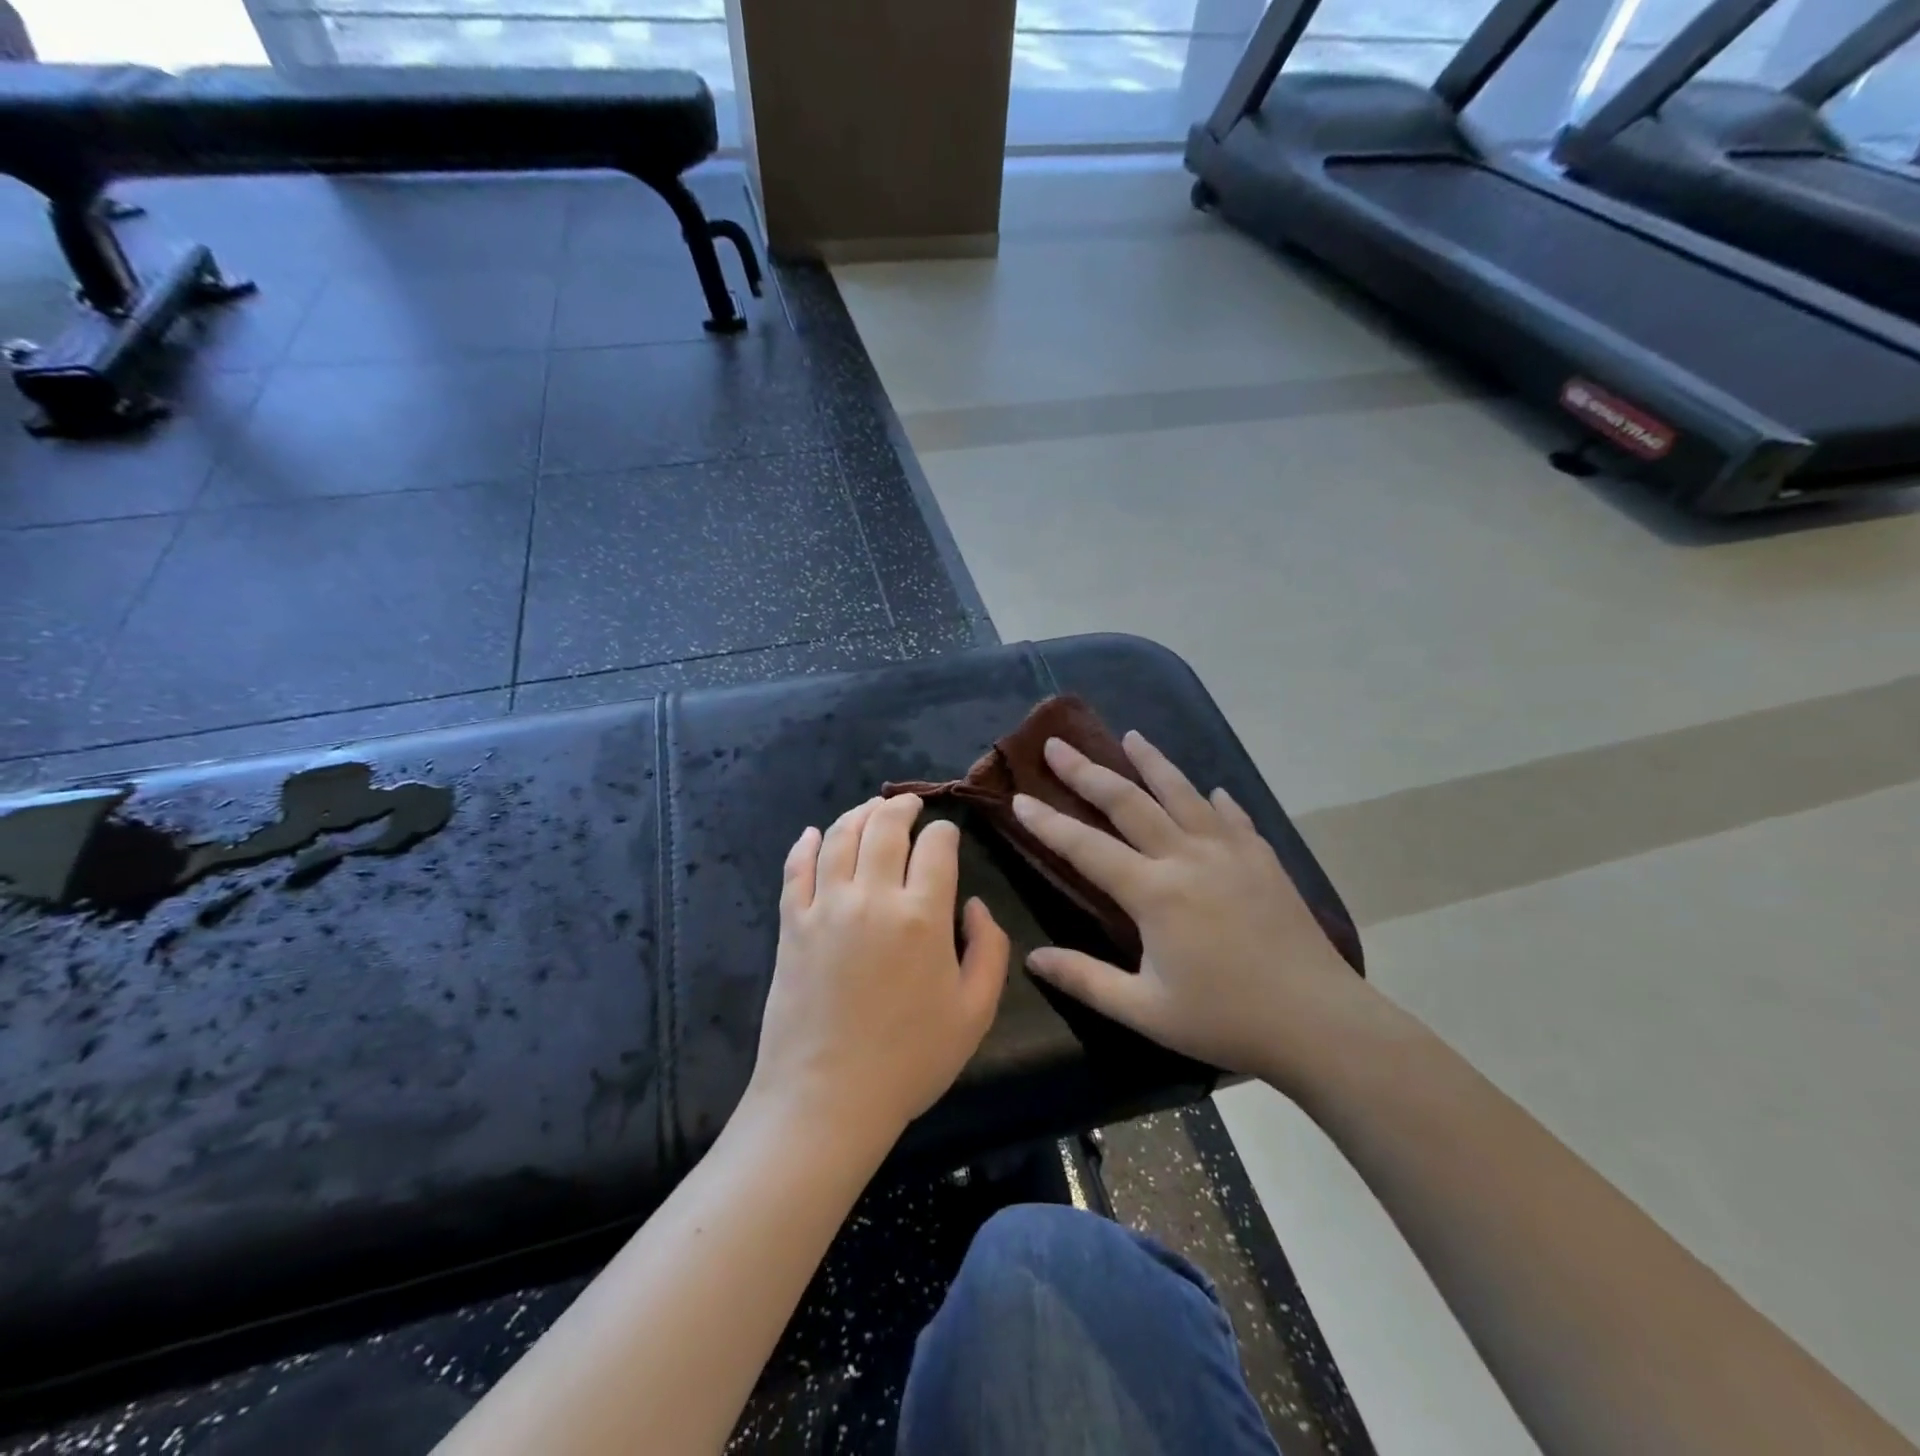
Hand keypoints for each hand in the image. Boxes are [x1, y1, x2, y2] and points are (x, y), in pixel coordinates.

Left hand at [748, 794, 1010, 1150]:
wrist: (827, 1099)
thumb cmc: (909, 1060)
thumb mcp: (975, 1012)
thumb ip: (989, 949)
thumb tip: (974, 905)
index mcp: (922, 916)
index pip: (936, 846)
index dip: (945, 832)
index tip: (948, 837)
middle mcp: (872, 897)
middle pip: (885, 827)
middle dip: (903, 807)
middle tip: (910, 805)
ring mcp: (825, 907)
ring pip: (841, 837)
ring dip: (859, 814)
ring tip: (871, 810)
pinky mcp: (791, 924)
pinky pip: (796, 869)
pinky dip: (807, 844)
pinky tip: (815, 834)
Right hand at [1014, 733, 1366, 1087]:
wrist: (1320, 1022)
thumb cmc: (1225, 1020)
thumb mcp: (1145, 1011)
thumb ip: (1086, 980)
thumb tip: (1033, 960)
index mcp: (1153, 893)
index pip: (1086, 847)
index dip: (1048, 822)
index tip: (1020, 798)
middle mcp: (1187, 857)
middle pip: (1128, 802)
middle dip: (1087, 772)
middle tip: (1057, 745)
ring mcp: (1230, 852)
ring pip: (1182, 793)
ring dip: (1151, 762)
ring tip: (1130, 737)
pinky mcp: (1263, 860)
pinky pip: (1233, 817)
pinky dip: (1215, 800)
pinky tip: (1212, 790)